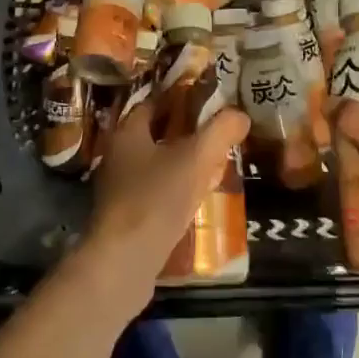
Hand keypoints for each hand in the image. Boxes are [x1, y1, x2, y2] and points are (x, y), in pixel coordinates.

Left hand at [83, 96, 250, 303]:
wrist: (124, 261)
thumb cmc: (156, 198)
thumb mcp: (195, 159)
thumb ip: (220, 131)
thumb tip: (240, 114)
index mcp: (127, 132)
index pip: (153, 101)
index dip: (180, 96)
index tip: (207, 96)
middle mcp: (118, 154)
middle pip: (154, 133)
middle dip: (184, 130)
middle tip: (216, 128)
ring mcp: (119, 187)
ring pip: (155, 163)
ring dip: (180, 160)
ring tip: (214, 160)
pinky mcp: (126, 215)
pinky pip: (155, 190)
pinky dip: (175, 188)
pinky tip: (197, 196)